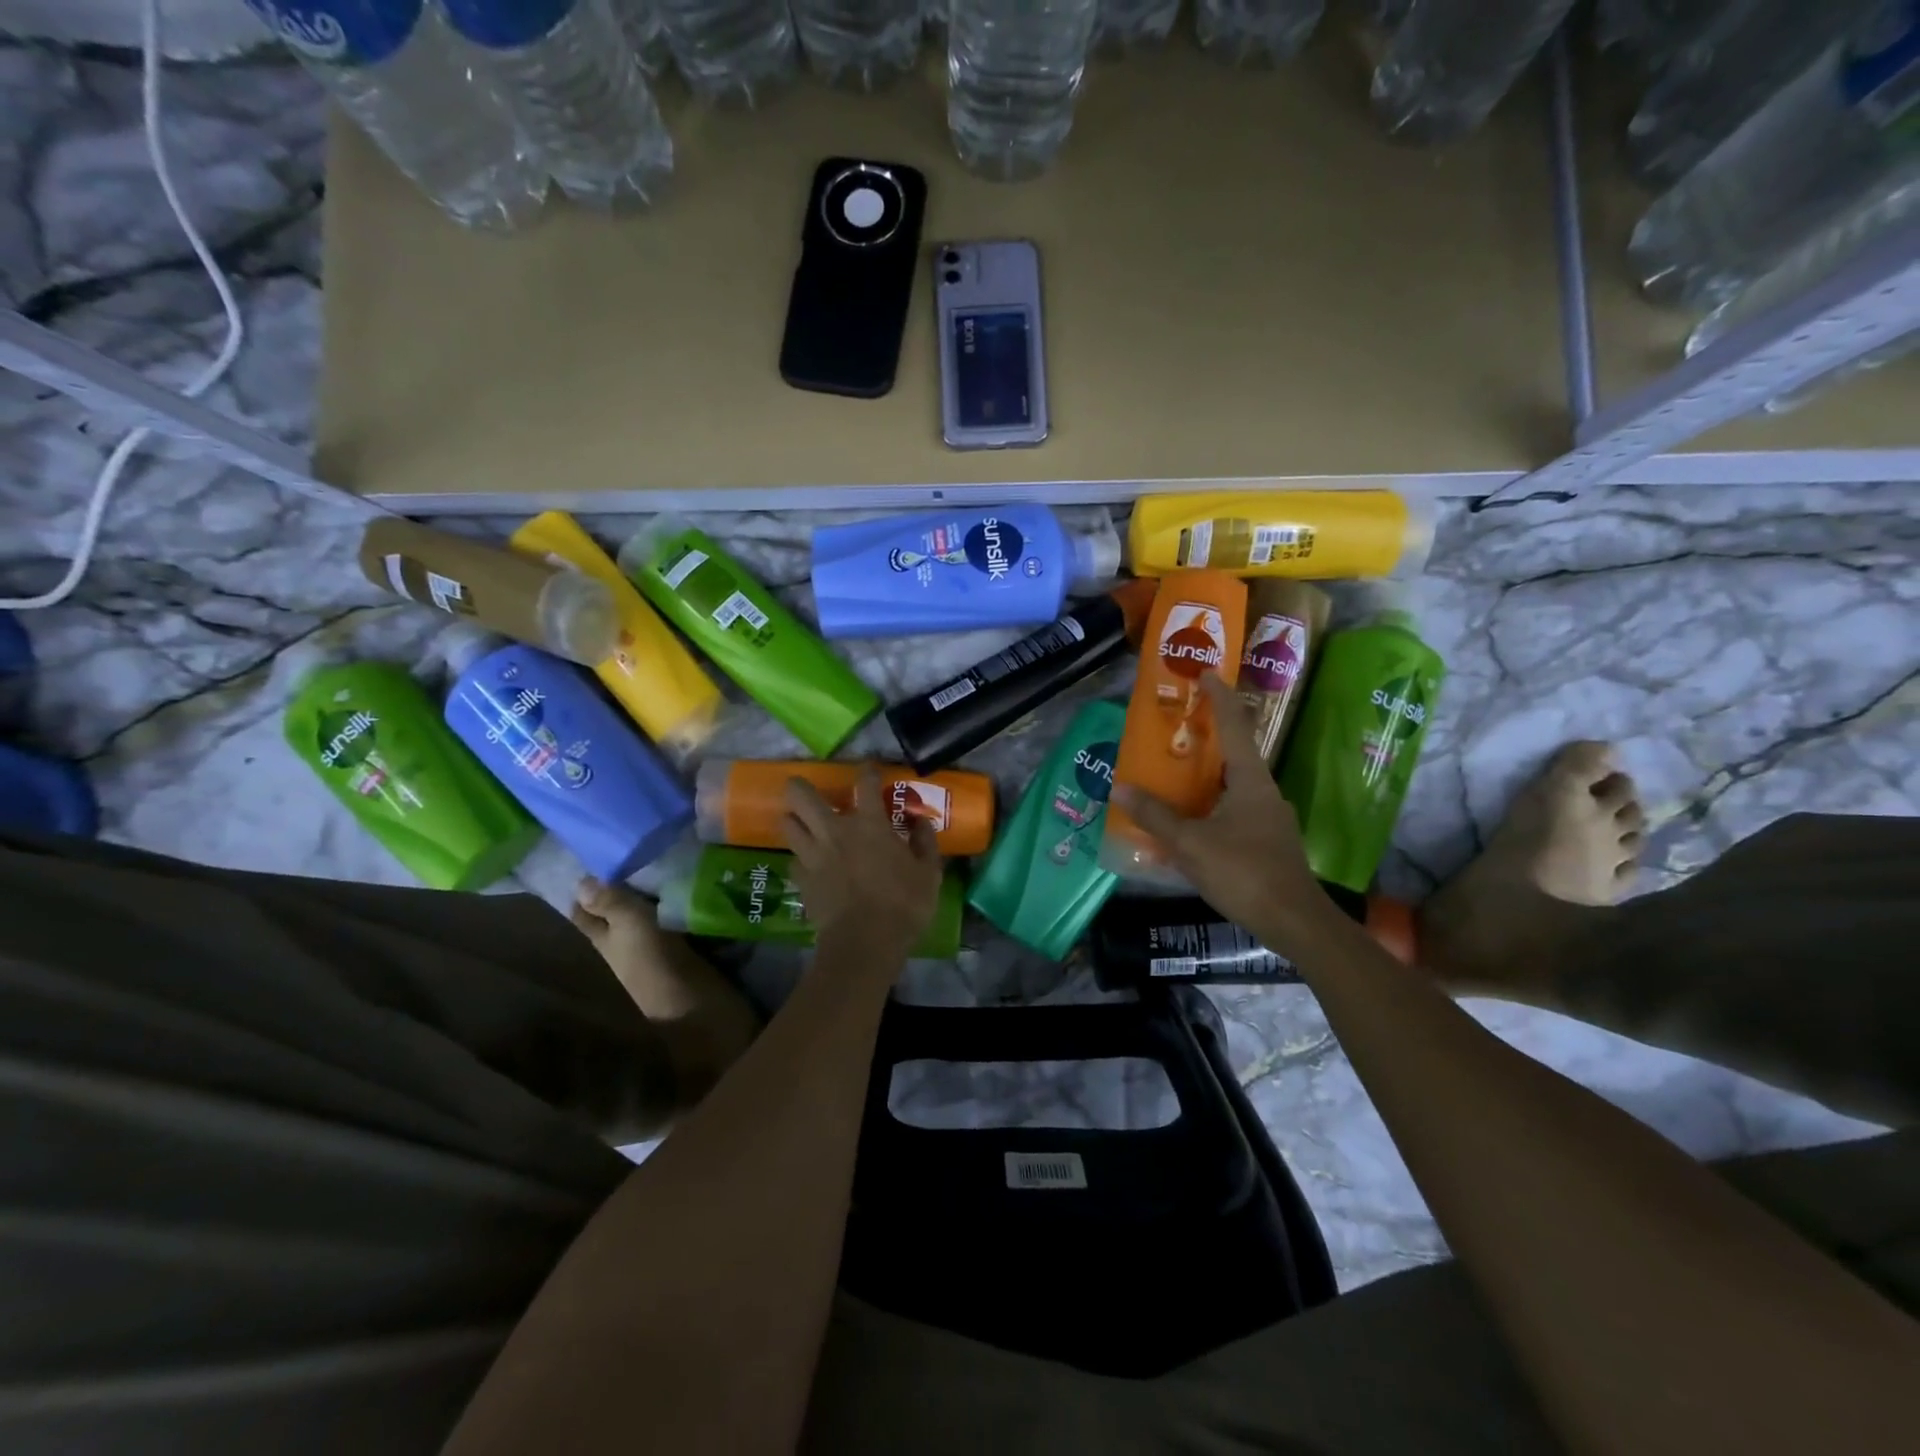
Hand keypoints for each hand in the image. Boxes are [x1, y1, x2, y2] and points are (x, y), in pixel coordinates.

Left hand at [783, 764, 943, 961]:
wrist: (864, 942)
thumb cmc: (903, 904)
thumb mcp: (929, 873)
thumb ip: (925, 843)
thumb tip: (920, 822)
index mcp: (869, 824)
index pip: (864, 784)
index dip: (867, 772)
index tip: (869, 771)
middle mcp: (835, 831)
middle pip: (802, 796)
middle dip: (799, 786)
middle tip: (803, 787)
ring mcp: (813, 854)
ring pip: (787, 824)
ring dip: (793, 819)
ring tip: (800, 822)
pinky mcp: (801, 879)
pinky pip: (793, 859)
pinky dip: (799, 856)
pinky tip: (808, 862)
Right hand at [1113, 675, 1340, 943]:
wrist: (1294, 921)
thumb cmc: (1243, 872)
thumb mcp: (1190, 844)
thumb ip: (1155, 816)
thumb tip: (1120, 788)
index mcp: (1251, 780)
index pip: (1235, 726)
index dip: (1219, 698)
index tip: (1206, 674)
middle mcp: (1264, 792)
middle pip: (1235, 754)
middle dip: (1207, 738)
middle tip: (1176, 728)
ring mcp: (1270, 818)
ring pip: (1234, 785)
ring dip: (1207, 775)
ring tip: (1175, 774)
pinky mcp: (1268, 842)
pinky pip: (1234, 810)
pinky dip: (1211, 805)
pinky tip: (1191, 823)